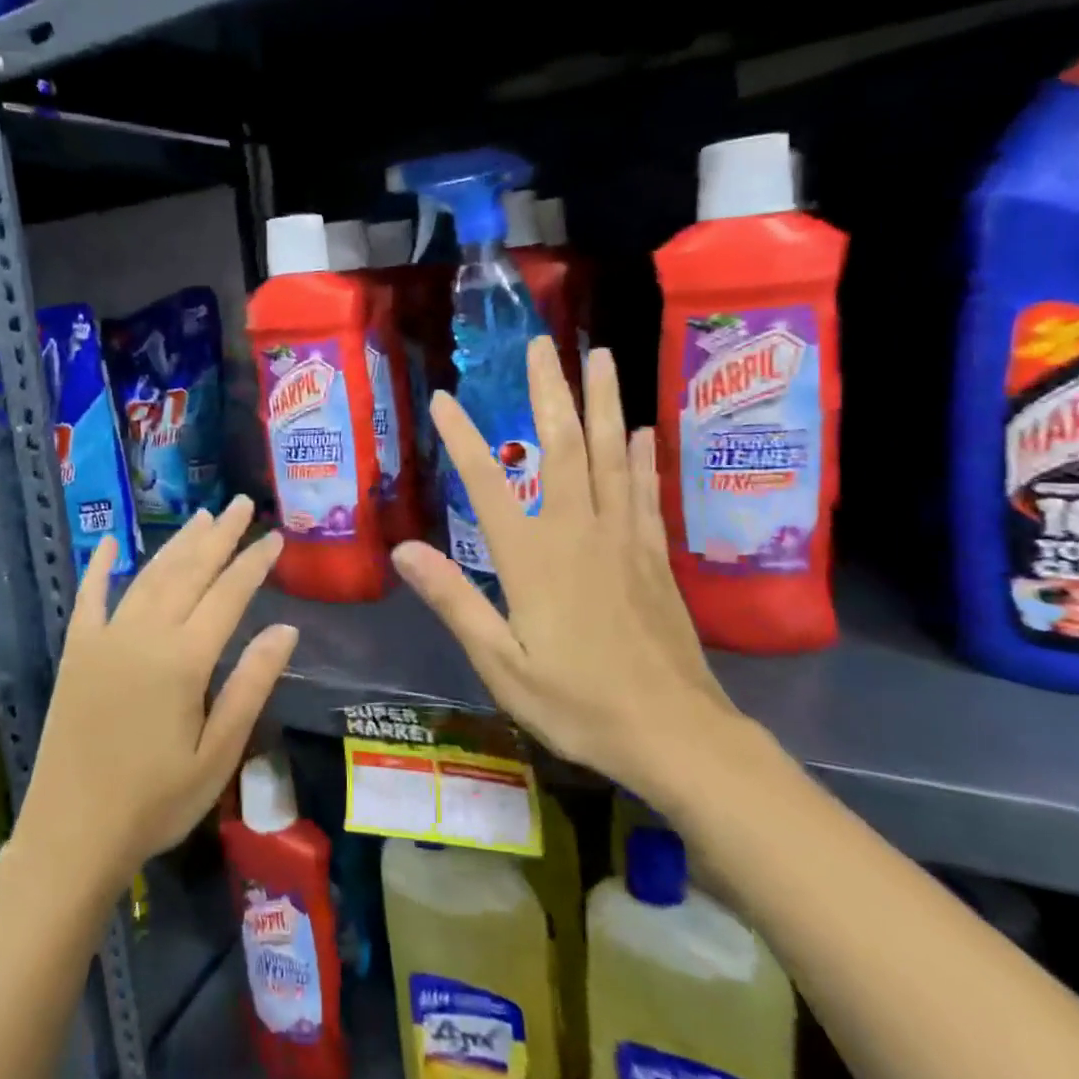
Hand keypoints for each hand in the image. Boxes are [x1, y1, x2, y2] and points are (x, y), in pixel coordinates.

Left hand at [19, 495, 296, 895]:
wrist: (71, 835)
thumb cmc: (155, 802)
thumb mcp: (217, 753)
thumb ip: (250, 685)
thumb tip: (286, 629)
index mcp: (184, 659)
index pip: (229, 595)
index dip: (254, 563)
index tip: (276, 537)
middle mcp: (145, 634)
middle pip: (190, 572)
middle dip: (220, 536)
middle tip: (243, 505)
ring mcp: (105, 639)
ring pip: (149, 576)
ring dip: (178, 544)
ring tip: (202, 517)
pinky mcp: (77, 652)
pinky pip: (89, 598)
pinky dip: (100, 567)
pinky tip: (110, 543)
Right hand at [392, 337, 748, 816]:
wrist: (675, 733)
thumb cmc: (578, 703)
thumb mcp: (500, 663)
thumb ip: (454, 600)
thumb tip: (404, 549)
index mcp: (532, 558)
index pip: (487, 483)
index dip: (462, 439)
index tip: (445, 399)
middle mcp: (578, 532)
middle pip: (561, 446)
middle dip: (549, 391)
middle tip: (542, 344)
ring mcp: (622, 538)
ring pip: (610, 455)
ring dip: (603, 403)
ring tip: (601, 357)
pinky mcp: (653, 555)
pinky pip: (644, 491)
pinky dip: (640, 456)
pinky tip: (641, 430)